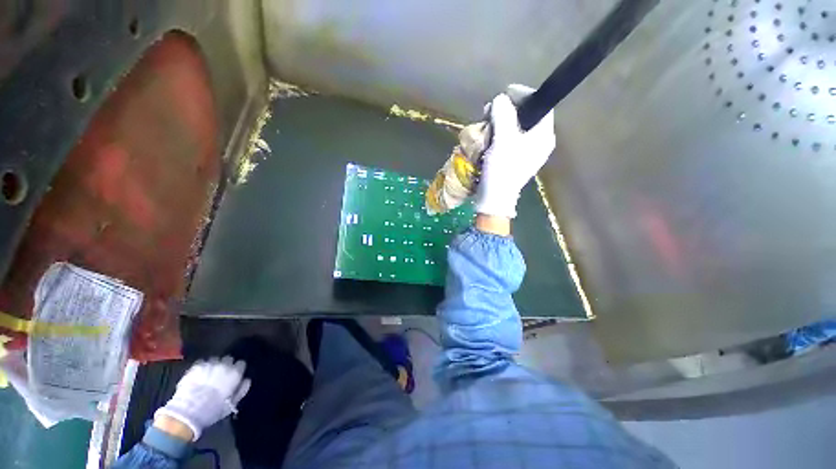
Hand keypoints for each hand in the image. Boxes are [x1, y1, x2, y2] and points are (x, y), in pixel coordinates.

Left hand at [154, 356, 250, 439]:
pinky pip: (202, 363)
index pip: (241, 364)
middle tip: (221, 375)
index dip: (237, 370)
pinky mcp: (195, 367)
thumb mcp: (231, 404)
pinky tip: (199, 376)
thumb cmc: (212, 410)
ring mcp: (209, 364)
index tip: (234, 376)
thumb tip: (247, 380)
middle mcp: (224, 365)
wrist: (187, 412)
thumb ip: (241, 390)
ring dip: (214, 366)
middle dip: (226, 365)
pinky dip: (202, 368)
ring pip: (215, 360)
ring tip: (209, 375)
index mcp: (235, 373)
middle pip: (228, 359)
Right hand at [475, 84, 555, 218]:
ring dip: (501, 123)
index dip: (524, 95)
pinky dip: (499, 135)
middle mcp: (540, 143)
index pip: (541, 105)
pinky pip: (510, 140)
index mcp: (544, 136)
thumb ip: (504, 115)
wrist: (495, 198)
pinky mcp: (516, 160)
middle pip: (528, 116)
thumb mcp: (503, 139)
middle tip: (492, 111)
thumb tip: (501, 99)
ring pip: (517, 128)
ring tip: (487, 124)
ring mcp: (528, 153)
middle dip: (509, 110)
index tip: (506, 93)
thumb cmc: (502, 169)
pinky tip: (489, 137)